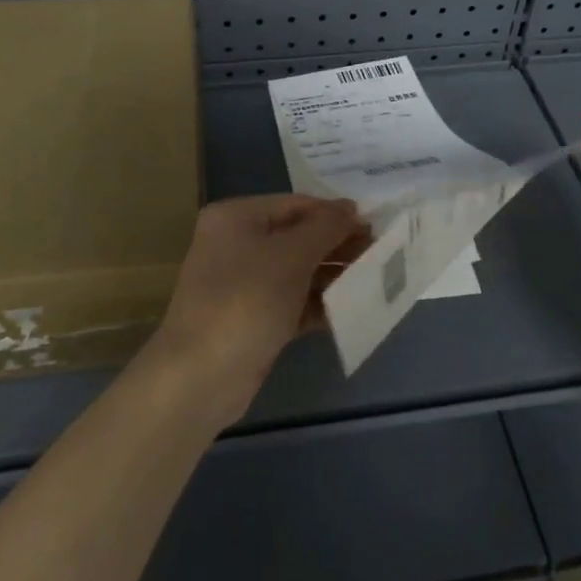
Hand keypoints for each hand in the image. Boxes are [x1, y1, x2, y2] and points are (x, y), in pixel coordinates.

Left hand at [143, 194, 363, 426]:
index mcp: (236, 218)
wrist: (201, 376)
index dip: (335, 213)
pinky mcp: (253, 318)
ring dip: (333, 275)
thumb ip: (326, 227)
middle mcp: (237, 244)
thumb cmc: (246, 300)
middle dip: (337, 245)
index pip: (296, 204)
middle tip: (379, 253)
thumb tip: (351, 208)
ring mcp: (243, 284)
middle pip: (298, 237)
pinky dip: (319, 303)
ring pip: (297, 270)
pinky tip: (351, 309)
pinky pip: (293, 301)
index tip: (375, 225)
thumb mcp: (291, 255)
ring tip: (373, 279)